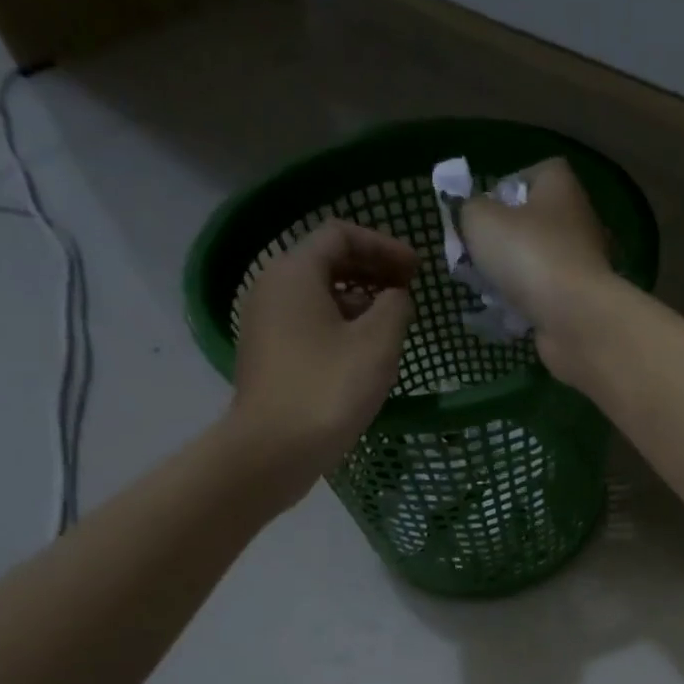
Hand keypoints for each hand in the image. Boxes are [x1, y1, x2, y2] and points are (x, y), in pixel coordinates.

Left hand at [222, 219, 415, 496]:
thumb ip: (396, 306)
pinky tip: (366, 352)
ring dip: (360, 300)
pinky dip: (341, 324)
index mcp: (295, 273)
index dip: (384, 245)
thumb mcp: (377, 343)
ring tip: (393, 324)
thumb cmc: (329, 388)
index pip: (341, 234)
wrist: (274, 448)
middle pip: (327, 261)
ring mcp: (266, 323)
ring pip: (319, 295)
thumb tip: (396, 297)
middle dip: (373, 270)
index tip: (417, 270)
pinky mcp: (269, 354)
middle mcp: (272, 288)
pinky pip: (309, 323)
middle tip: (409, 291)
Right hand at [459, 158, 621, 383]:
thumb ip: (470, 210)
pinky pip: (544, 296)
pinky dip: (525, 304)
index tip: (484, 212)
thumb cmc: (529, 256)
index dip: (507, 188)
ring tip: (486, 289)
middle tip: (476, 256)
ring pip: (537, 262)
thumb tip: (474, 215)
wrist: (575, 318)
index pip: (536, 173)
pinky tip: (506, 314)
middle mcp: (578, 221)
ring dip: (511, 275)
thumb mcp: (480, 220)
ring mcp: (582, 263)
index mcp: (560, 187)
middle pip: (533, 222)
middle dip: (503, 239)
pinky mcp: (580, 300)